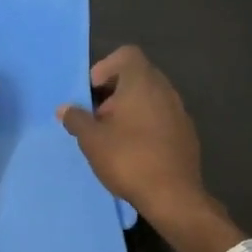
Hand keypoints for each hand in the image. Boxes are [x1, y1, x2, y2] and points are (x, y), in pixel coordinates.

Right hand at [58, 46, 243, 251]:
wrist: (174, 196)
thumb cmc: (129, 159)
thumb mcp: (92, 140)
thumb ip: (76, 119)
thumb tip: (64, 109)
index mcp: (142, 82)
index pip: (126, 54)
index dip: (105, 67)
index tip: (92, 93)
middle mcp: (165, 89)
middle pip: (137, 76)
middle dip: (114, 92)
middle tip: (98, 118)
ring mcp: (180, 111)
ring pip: (150, 98)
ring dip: (130, 110)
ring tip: (114, 137)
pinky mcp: (187, 133)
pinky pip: (162, 117)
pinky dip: (147, 125)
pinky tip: (136, 151)